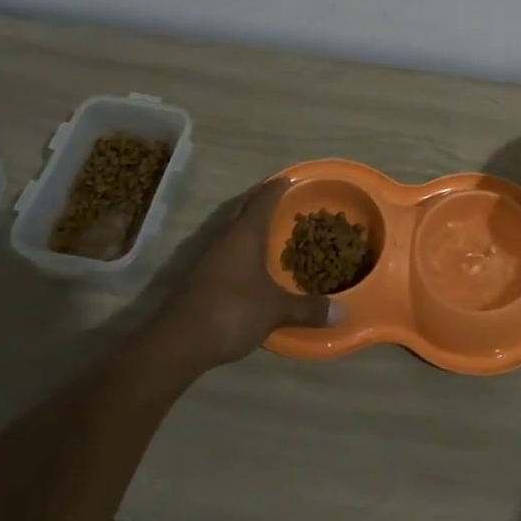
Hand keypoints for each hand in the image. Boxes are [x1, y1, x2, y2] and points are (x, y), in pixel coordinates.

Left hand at [156, 179, 331, 367]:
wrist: (178, 342)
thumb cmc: (232, 311)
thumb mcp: (275, 310)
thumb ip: (307, 309)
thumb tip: (343, 312)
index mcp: (245, 233)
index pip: (264, 199)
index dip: (278, 187)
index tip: (289, 178)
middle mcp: (225, 236)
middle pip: (244, 208)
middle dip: (261, 201)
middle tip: (282, 198)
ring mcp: (208, 255)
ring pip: (232, 228)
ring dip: (248, 224)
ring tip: (268, 227)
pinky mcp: (199, 275)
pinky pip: (225, 248)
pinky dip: (239, 246)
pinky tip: (249, 262)